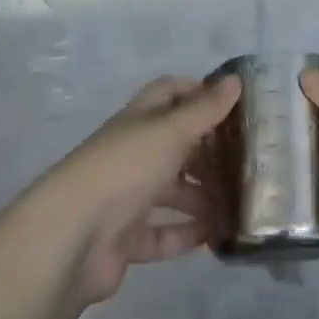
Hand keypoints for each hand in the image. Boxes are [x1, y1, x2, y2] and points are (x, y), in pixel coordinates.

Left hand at [23, 75, 240, 305]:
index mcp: (138, 121)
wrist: (72, 236)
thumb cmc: (125, 167)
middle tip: (245, 158)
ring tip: (237, 201)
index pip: (169, 93)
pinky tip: (213, 235)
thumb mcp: (171, 130)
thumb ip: (205, 109)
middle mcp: (131, 153)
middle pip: (173, 144)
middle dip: (206, 150)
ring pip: (170, 191)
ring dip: (200, 195)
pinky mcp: (124, 238)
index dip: (198, 92)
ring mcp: (126, 197)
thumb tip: (236, 80)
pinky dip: (184, 234)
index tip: (233, 103)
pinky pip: (161, 234)